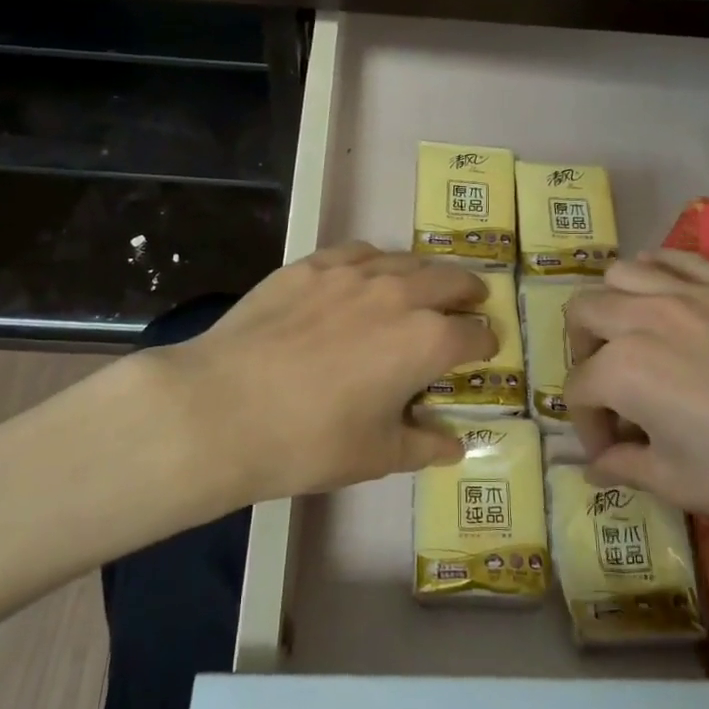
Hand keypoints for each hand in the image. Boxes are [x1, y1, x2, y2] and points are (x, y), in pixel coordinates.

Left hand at [127, 243, 494, 507]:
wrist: (222, 409)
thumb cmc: (309, 442)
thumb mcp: (376, 455)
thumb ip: (424, 446)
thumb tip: (454, 447)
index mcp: (427, 341)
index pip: (474, 334)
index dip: (485, 344)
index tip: (484, 351)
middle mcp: (399, 294)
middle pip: (451, 280)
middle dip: (469, 293)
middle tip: (471, 302)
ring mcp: (352, 273)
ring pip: (406, 260)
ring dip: (425, 274)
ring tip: (423, 286)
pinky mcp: (310, 266)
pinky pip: (358, 252)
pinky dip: (376, 262)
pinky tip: (366, 275)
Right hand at [565, 248, 708, 585]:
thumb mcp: (681, 485)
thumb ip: (625, 467)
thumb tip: (597, 466)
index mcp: (623, 369)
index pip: (578, 389)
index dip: (587, 425)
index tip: (610, 452)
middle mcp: (646, 316)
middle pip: (584, 313)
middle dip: (582, 353)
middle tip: (609, 390)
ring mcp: (692, 291)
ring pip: (622, 272)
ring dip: (613, 305)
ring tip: (634, 339)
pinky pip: (676, 258)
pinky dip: (658, 274)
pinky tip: (671, 302)